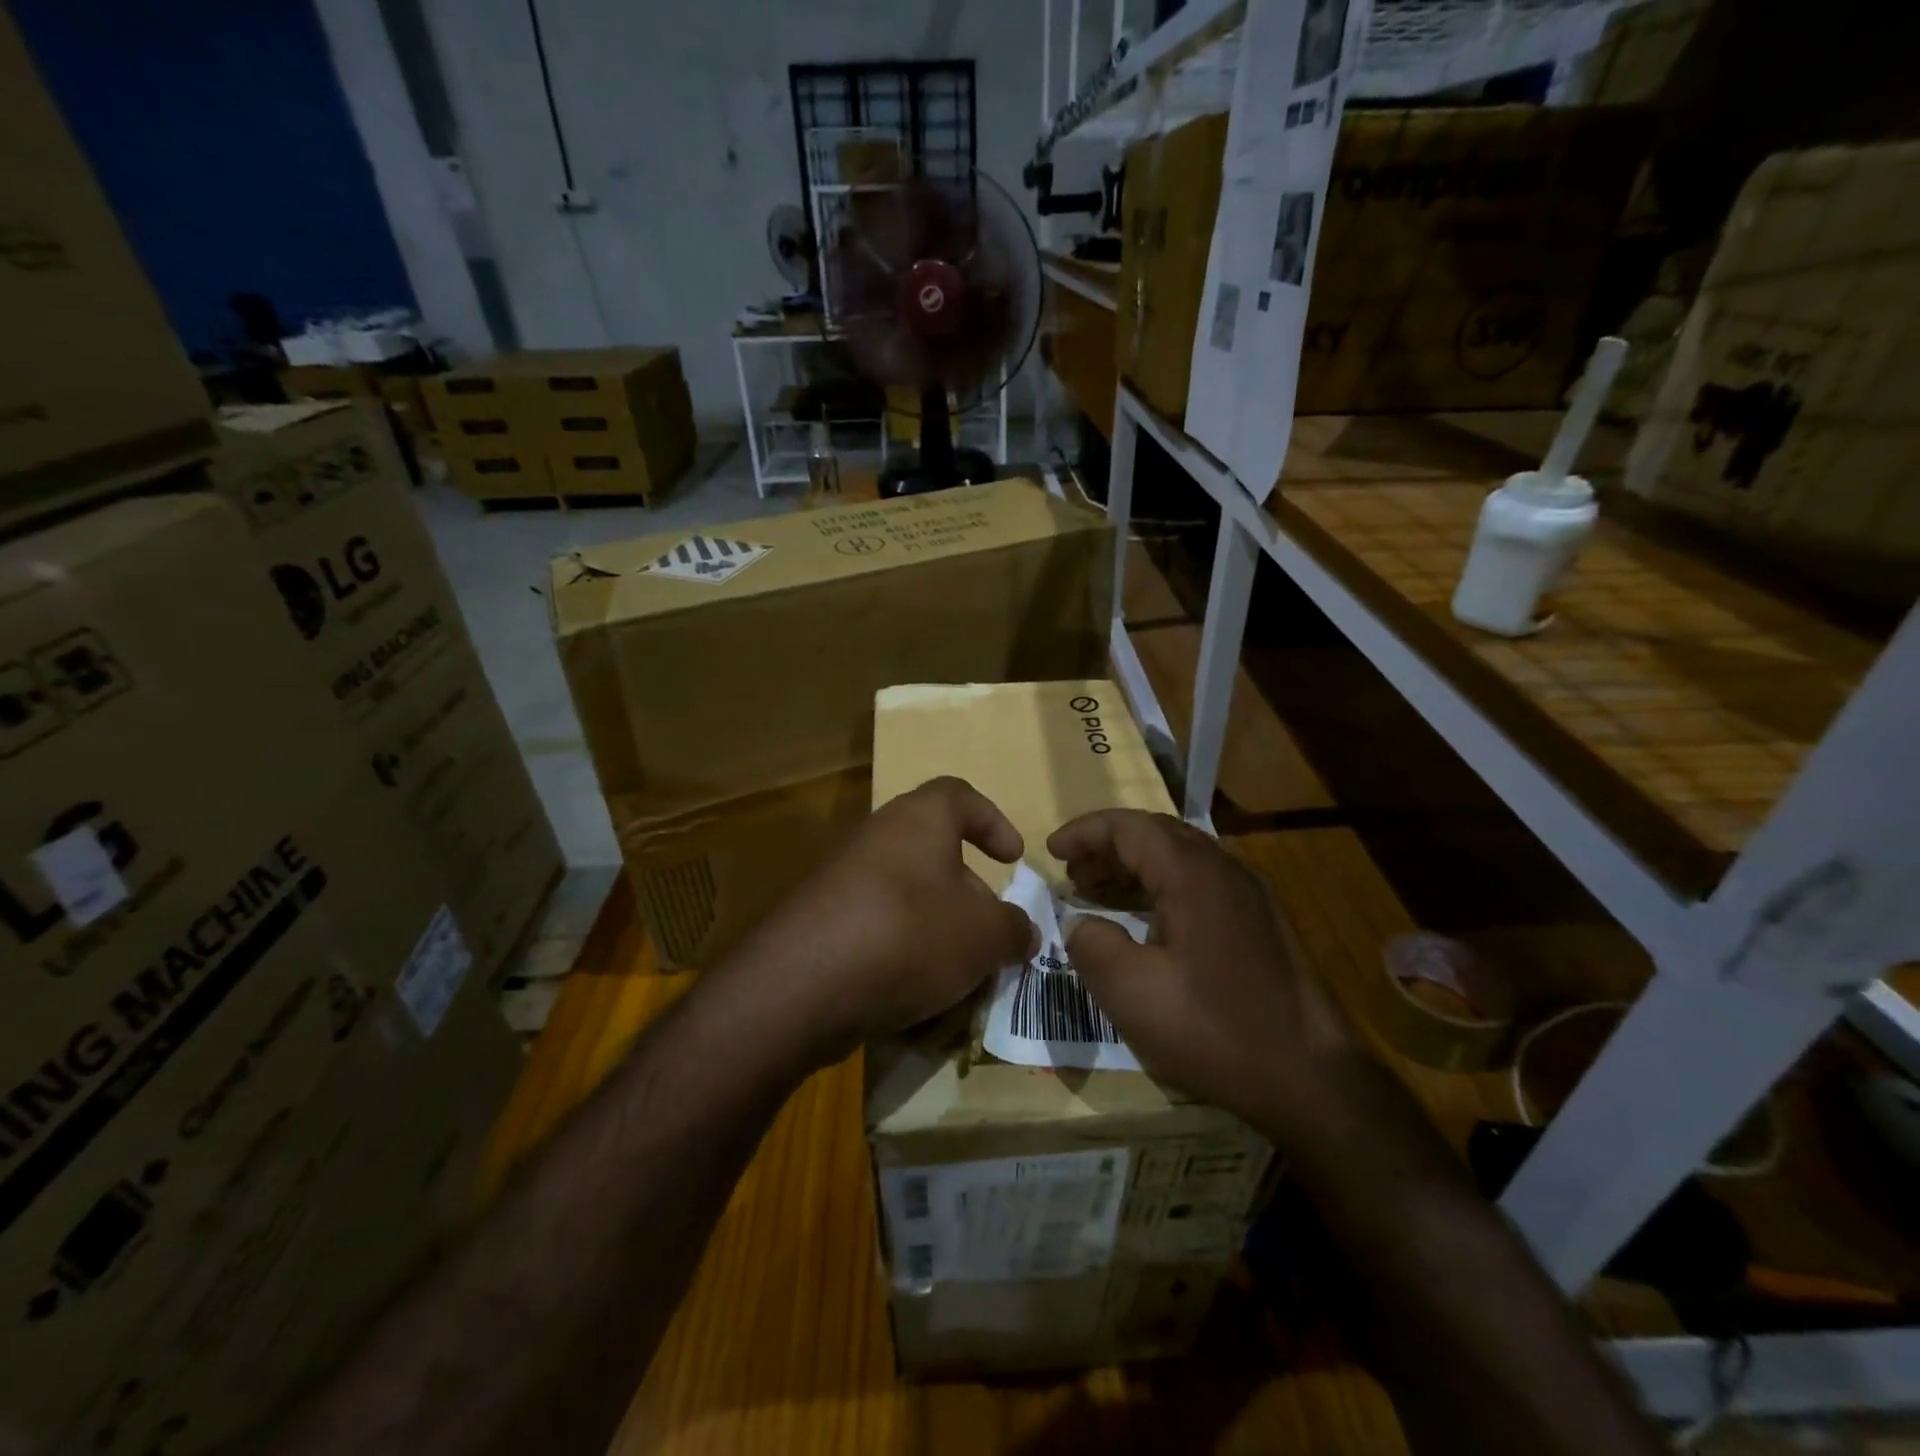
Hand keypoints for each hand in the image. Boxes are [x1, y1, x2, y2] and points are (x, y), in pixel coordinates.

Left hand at [728, 776, 1035, 1069]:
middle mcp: (877, 835)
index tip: (1013, 858)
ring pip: (904, 891)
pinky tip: (914, 988)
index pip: (960, 795)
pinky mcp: (819, 918)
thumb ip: (1013, 929)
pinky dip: (899, 947)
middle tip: (988, 927)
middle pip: (932, 848)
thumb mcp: (984, 935)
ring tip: (957, 967)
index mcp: (919, 818)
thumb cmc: (910, 934)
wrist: (805, 983)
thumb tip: (1022, 931)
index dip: (992, 821)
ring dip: (935, 923)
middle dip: (966, 888)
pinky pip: (874, 923)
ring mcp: (841, 876)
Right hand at [1047, 810, 1356, 1136]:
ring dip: (1134, 868)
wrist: (1314, 1080)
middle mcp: (1226, 869)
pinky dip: (1162, 888)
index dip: (1085, 833)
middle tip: (1071, 874)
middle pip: (1156, 834)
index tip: (1051, 851)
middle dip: (1107, 847)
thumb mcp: (1132, 993)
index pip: (1129, 827)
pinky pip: (1201, 883)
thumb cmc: (1216, 1030)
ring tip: (1097, 894)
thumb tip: (1079, 923)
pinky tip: (1145, 922)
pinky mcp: (1262, 922)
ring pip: (1180, 859)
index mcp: (1194, 874)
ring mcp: (1251, 895)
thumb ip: (1092, 945)